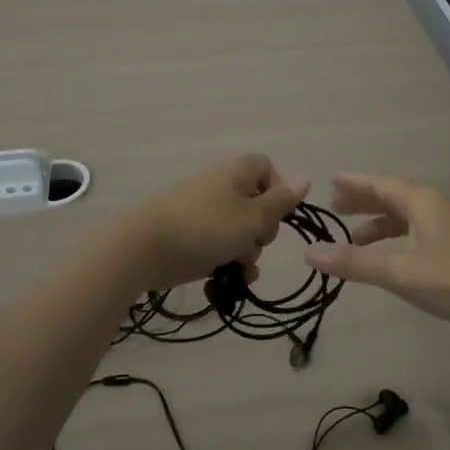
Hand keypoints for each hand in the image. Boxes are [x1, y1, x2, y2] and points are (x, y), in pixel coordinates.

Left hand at [119, 155, 308, 290]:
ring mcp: (203, 211)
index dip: (278, 191)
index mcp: (237, 173)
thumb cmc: (206, 227)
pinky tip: (230, 280)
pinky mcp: (190, 235)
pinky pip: (219, 244)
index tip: (277, 215)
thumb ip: (280, 202)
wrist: (144, 248)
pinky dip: (227, 260)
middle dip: (262, 230)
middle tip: (255, 242)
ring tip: (239, 268)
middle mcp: (221, 187)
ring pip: (239, 230)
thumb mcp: (252, 217)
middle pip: (256, 204)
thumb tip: (305, 179)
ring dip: (247, 251)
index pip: (267, 168)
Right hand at [304, 174, 449, 341]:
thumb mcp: (398, 270)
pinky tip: (390, 261)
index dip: (355, 184)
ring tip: (356, 239)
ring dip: (381, 226)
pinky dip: (397, 242)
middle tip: (336, 208)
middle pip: (394, 198)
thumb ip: (354, 262)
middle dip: (365, 203)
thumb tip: (309, 252)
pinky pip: (418, 236)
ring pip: (407, 219)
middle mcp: (436, 207)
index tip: (330, 182)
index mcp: (422, 202)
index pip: (381, 184)